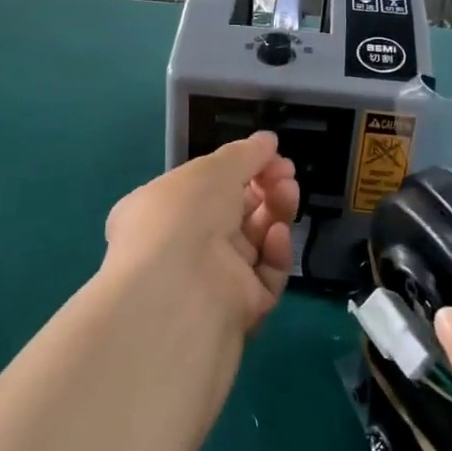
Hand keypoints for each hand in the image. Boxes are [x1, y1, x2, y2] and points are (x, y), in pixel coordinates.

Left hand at [103, 132, 299, 333]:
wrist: (179, 292)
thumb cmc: (183, 216)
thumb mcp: (212, 169)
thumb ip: (245, 153)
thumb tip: (268, 141)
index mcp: (162, 211)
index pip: (206, 187)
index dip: (240, 168)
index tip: (271, 155)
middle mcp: (182, 247)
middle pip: (235, 213)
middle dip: (265, 188)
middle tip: (286, 174)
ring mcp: (211, 279)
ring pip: (255, 242)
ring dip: (275, 213)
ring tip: (289, 192)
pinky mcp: (239, 309)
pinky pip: (265, 275)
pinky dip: (275, 252)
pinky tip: (278, 234)